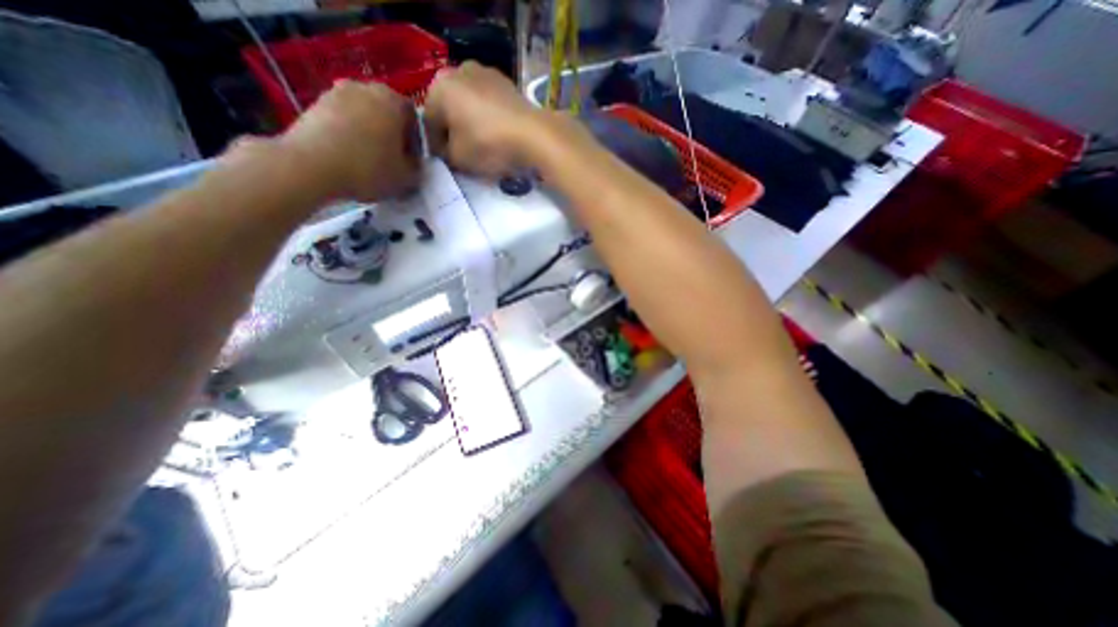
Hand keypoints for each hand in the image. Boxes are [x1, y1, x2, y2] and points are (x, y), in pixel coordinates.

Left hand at [275, 80, 423, 199]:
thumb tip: (414, 162)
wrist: (310, 166)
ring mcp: (336, 92)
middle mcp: (366, 87)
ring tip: (370, 161)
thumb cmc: (369, 168)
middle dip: (393, 136)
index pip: (416, 120)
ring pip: (365, 116)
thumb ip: (418, 167)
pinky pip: (344, 120)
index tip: (413, 162)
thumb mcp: (407, 177)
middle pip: (389, 114)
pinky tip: (349, 157)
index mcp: (394, 101)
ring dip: (371, 135)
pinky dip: (350, 135)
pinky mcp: (315, 104)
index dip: (417, 143)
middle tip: (394, 161)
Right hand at [425, 62, 549, 177]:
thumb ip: (445, 154)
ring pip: (470, 104)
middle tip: (463, 153)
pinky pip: (489, 103)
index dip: (436, 146)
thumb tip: (446, 150)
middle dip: (454, 131)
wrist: (533, 135)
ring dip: (471, 122)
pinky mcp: (507, 82)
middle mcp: (458, 71)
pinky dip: (489, 117)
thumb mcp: (458, 159)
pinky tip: (497, 134)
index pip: (428, 121)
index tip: (446, 161)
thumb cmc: (488, 145)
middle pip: (449, 109)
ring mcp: (485, 73)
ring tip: (482, 145)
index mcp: (439, 87)